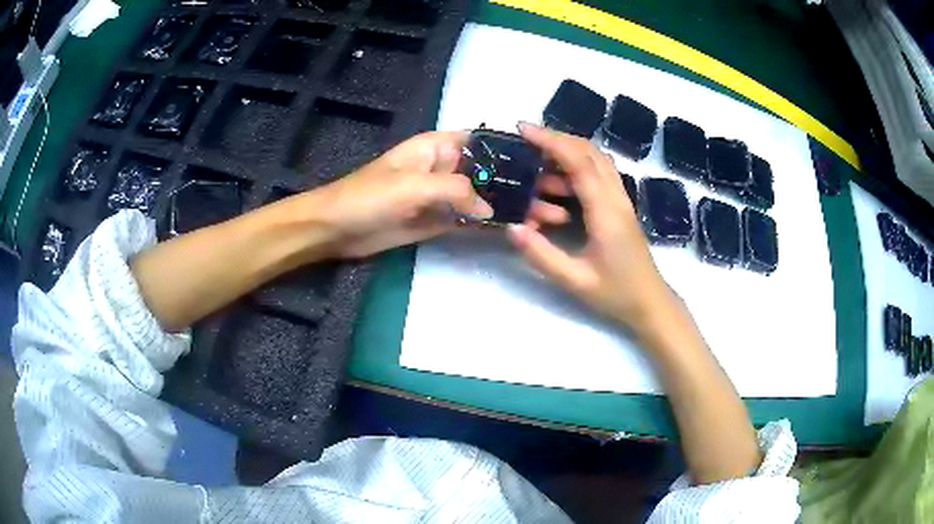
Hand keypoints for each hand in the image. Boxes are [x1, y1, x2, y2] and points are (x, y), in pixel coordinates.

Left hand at [306, 130, 569, 257]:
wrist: (336, 230)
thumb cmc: (367, 197)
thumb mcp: (412, 185)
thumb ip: (455, 190)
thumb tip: (492, 209)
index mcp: (438, 146)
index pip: (486, 141)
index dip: (518, 149)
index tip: (550, 161)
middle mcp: (446, 167)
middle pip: (494, 171)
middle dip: (526, 181)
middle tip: (562, 193)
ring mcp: (444, 196)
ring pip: (488, 197)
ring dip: (517, 205)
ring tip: (552, 215)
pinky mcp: (439, 220)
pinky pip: (473, 220)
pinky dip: (495, 224)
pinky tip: (521, 229)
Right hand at [507, 123, 672, 330]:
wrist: (650, 302)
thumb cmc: (616, 293)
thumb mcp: (574, 281)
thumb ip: (542, 255)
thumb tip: (511, 227)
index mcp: (606, 212)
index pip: (578, 163)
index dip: (551, 141)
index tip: (523, 129)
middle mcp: (616, 197)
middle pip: (590, 151)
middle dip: (557, 138)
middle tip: (525, 138)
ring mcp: (622, 200)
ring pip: (597, 159)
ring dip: (568, 150)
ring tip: (536, 160)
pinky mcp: (621, 206)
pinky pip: (600, 173)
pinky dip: (578, 164)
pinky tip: (559, 178)